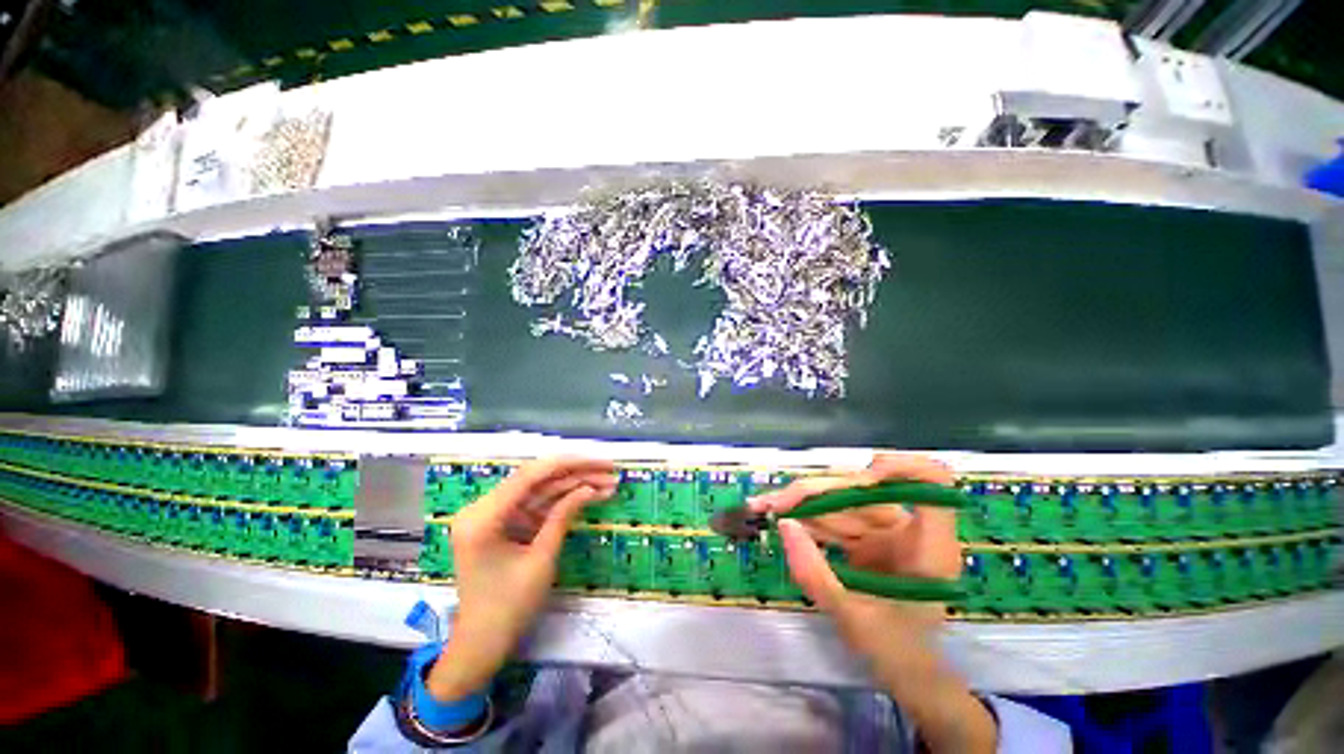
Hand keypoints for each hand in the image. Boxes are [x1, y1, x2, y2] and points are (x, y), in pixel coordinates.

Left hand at [428, 457, 616, 701]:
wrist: (482, 644)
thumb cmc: (509, 608)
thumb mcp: (541, 559)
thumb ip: (563, 516)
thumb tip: (591, 488)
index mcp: (483, 517)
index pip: (531, 475)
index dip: (570, 464)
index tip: (601, 463)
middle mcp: (482, 508)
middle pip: (536, 479)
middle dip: (576, 474)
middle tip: (610, 472)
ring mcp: (491, 515)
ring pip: (539, 490)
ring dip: (572, 486)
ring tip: (606, 483)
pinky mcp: (501, 523)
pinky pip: (534, 505)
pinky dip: (560, 501)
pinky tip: (587, 495)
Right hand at [751, 453, 996, 752]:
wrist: (907, 674)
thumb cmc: (896, 653)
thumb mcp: (852, 618)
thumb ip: (814, 572)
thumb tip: (784, 525)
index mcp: (928, 546)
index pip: (931, 481)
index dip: (901, 467)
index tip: (864, 477)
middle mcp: (908, 528)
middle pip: (864, 487)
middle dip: (815, 491)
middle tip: (773, 502)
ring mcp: (886, 530)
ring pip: (841, 500)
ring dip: (801, 502)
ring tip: (764, 507)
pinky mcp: (866, 536)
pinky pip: (834, 517)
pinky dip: (806, 517)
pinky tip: (781, 518)